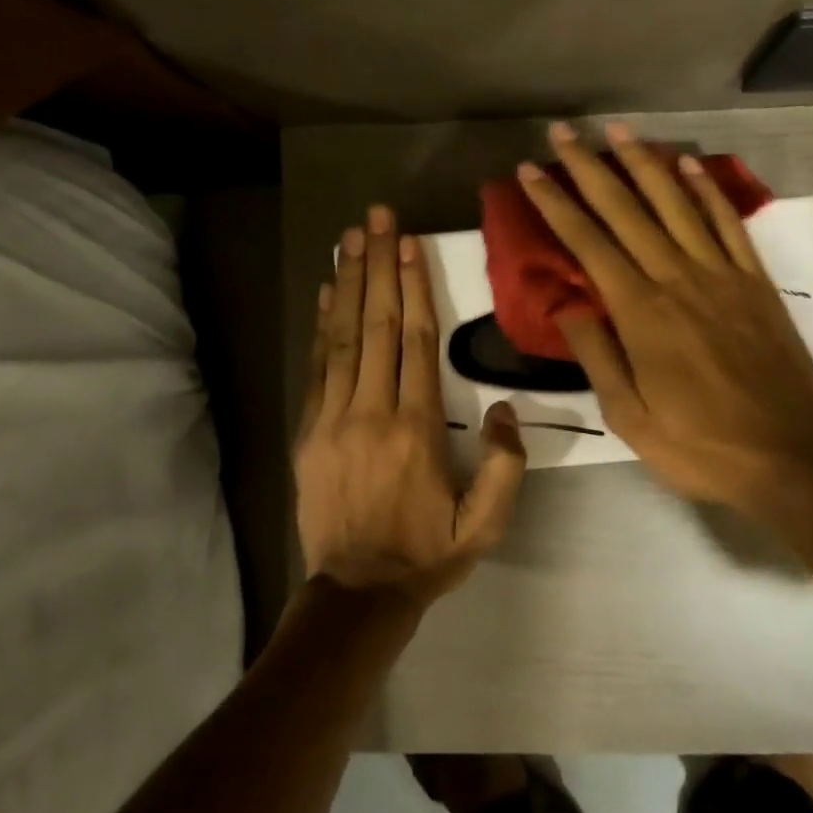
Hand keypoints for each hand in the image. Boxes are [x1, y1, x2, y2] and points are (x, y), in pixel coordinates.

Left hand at [295, 205, 527, 607]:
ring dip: (348, 284)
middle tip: (376, 219)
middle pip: (378, 326)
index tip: (409, 244)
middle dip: (379, 267)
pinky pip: (317, 367)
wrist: (357, 593)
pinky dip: (322, 326)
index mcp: (418, 429)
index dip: (415, 288)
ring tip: (349, 239)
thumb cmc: (428, 554)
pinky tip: (328, 293)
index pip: (418, 343)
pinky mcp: (308, 432)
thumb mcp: (485, 525)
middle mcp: (372, 412)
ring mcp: (333, 420)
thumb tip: (501, 409)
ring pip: (343, 338)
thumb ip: (504, 466)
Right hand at [517, 121, 812, 519]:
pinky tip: (689, 166)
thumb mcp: (630, 417)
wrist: (793, 454)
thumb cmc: (702, 444)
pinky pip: (728, 224)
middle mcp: (678, 278)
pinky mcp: (755, 282)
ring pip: (676, 204)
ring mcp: (722, 275)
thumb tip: (566, 303)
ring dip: (645, 163)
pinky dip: (707, 191)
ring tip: (619, 129)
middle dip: (590, 168)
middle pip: (626, 210)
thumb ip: (597, 355)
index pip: (588, 244)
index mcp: (642, 313)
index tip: (530, 171)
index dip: (555, 204)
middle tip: (564, 132)